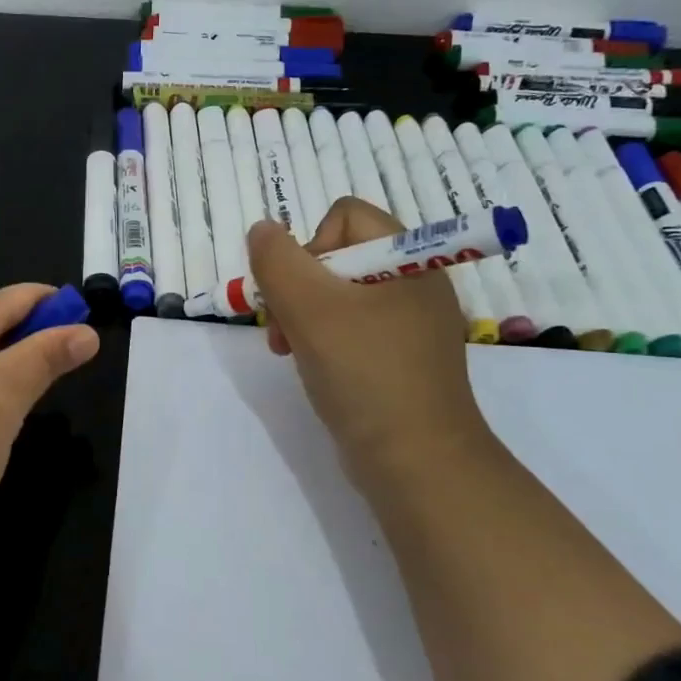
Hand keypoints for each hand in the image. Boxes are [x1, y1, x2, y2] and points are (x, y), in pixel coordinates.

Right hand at [248, 199, 495, 497]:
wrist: (417, 463)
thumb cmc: (365, 374)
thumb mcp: (310, 308)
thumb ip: (276, 260)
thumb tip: (263, 231)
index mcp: (408, 259)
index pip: (345, 216)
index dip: (310, 245)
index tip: (299, 291)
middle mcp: (413, 282)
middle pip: (336, 256)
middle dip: (298, 287)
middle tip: (285, 328)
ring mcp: (409, 323)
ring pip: (337, 295)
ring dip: (302, 316)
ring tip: (290, 350)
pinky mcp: (400, 357)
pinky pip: (350, 327)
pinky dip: (323, 340)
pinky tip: (312, 367)